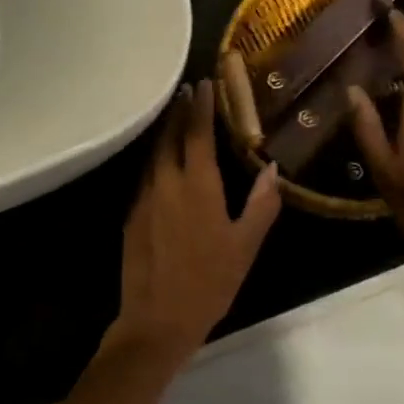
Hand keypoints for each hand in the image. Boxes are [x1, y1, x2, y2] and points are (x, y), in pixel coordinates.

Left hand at [111, 79, 282, 357]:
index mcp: (197, 186)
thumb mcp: (245, 246)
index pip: (197, 134)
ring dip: (164, 132)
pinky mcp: (131, 215)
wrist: (157, 319)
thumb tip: (272, 169)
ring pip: (153, 154)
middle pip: (169, 136)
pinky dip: (154, 158)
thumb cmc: (209, 283)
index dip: (201, 107)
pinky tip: (161, 162)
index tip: (205, 84)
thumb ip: (261, 205)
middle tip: (187, 91)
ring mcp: (144, 198)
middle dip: (178, 111)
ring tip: (174, 116)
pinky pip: (144, 175)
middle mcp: (166, 183)